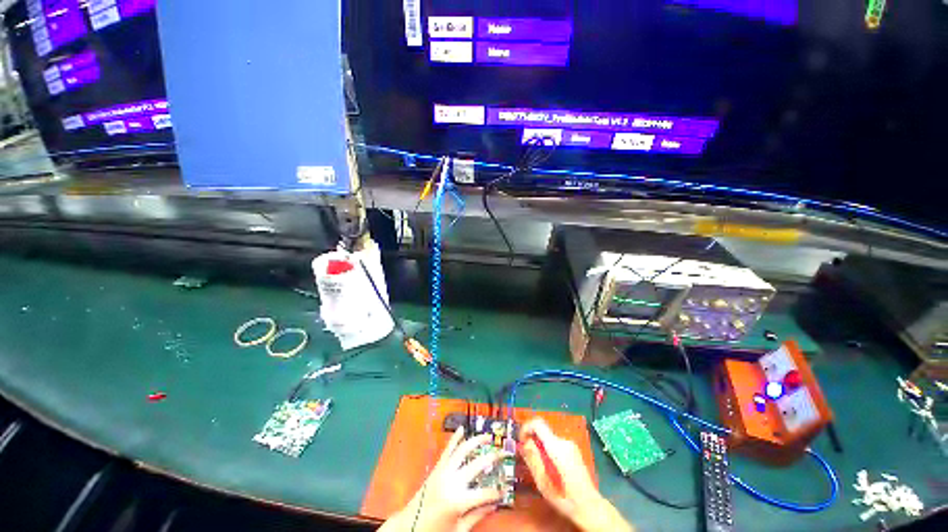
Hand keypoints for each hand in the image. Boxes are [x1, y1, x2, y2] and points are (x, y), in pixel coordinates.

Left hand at [382, 427, 502, 531]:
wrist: (409, 526)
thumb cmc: (434, 531)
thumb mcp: (458, 530)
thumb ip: (477, 516)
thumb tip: (493, 505)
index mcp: (458, 501)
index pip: (485, 493)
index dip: (497, 492)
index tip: (504, 490)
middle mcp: (452, 482)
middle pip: (477, 465)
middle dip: (492, 458)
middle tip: (503, 453)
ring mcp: (443, 471)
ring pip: (463, 450)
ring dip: (476, 441)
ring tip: (487, 436)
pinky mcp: (437, 467)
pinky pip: (447, 450)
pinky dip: (455, 438)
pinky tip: (462, 429)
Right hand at [520, 419, 632, 531]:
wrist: (590, 507)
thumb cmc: (565, 498)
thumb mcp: (543, 483)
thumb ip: (533, 460)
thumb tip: (524, 443)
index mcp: (557, 447)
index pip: (538, 423)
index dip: (526, 428)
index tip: (520, 441)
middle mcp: (564, 441)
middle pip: (543, 431)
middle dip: (532, 441)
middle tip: (527, 458)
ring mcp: (571, 445)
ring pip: (548, 438)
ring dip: (540, 447)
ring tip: (540, 467)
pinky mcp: (573, 450)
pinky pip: (555, 443)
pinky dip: (548, 450)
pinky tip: (550, 468)